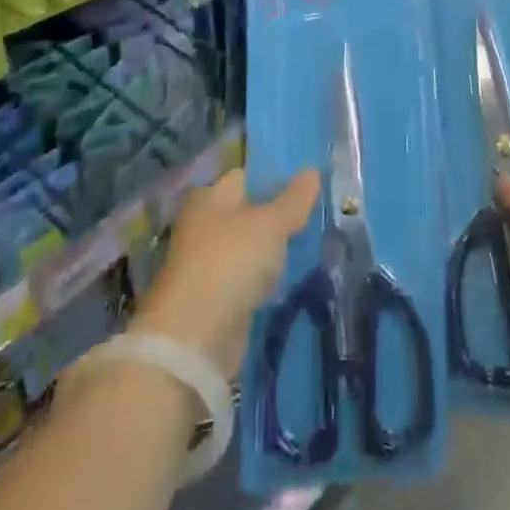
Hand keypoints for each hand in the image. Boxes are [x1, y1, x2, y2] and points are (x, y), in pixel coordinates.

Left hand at [132, 168, 319, 379]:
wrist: (195, 339)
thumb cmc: (231, 262)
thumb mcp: (270, 224)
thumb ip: (294, 199)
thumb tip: (312, 171)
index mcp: (210, 195)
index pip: (247, 176)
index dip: (276, 177)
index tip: (308, 185)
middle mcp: (204, 223)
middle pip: (248, 211)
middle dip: (278, 215)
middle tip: (315, 215)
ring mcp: (207, 262)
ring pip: (249, 246)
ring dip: (273, 249)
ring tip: (311, 244)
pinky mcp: (214, 298)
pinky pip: (247, 277)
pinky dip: (265, 278)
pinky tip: (290, 278)